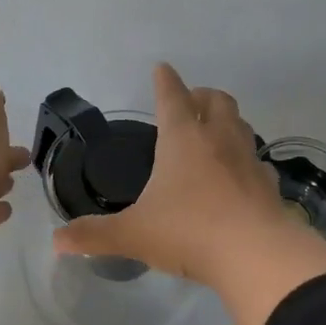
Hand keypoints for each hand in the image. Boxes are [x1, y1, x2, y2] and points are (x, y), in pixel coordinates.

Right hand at [52, 63, 312, 287]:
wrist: (256, 255)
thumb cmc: (188, 233)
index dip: (164, 81)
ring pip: (241, 126)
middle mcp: (219, 140)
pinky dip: (245, 161)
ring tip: (214, 135)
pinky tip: (239, 177)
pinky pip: (257, 162)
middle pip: (216, 101)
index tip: (162, 68)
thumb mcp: (133, 235)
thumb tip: (56, 241)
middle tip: (191, 103)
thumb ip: (94, 235)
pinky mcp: (269, 185)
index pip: (172, 97)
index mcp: (182, 140)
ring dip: (227, 122)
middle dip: (202, 96)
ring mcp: (249, 160)